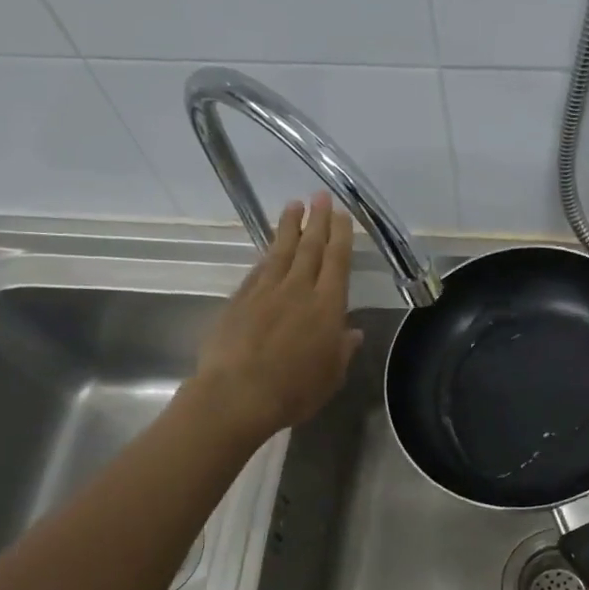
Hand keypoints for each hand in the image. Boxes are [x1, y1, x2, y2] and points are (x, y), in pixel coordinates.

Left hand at [194, 193, 362, 439]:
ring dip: (289, 227)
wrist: (237, 394)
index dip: (340, 235)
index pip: (336, 261)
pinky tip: (270, 248)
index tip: (341, 214)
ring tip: (294, 205)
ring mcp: (265, 292)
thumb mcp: (331, 376)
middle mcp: (298, 290)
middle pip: (310, 248)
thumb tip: (351, 332)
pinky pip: (259, 269)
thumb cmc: (294, 390)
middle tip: (320, 195)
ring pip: (281, 251)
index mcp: (327, 306)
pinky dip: (267, 254)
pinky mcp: (240, 300)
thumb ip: (342, 350)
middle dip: (317, 220)